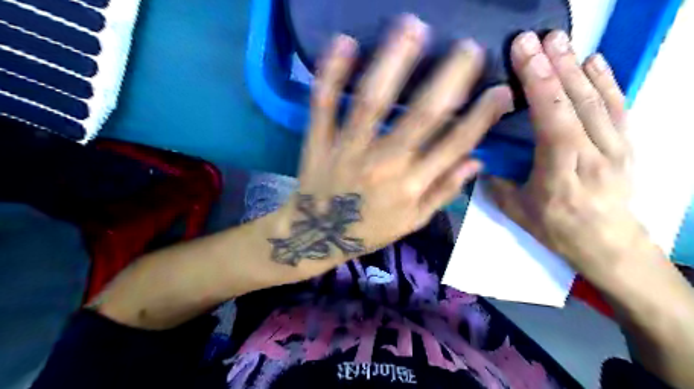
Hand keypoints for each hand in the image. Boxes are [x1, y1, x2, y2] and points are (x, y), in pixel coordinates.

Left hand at [269, 14, 510, 269]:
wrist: (316, 237)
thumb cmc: (368, 229)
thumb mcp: (412, 221)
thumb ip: (443, 191)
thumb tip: (477, 160)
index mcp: (410, 187)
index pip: (454, 146)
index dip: (482, 117)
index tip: (502, 90)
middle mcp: (383, 165)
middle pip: (420, 116)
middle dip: (449, 79)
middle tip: (469, 46)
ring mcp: (348, 150)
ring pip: (371, 103)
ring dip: (393, 63)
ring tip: (412, 27)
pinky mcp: (319, 143)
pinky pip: (323, 106)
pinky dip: (331, 75)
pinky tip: (343, 42)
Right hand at [487, 30, 660, 280]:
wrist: (609, 244)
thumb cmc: (558, 229)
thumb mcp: (518, 212)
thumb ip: (497, 183)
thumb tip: (481, 158)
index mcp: (561, 172)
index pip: (552, 120)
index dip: (538, 84)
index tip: (523, 53)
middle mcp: (592, 154)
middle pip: (574, 103)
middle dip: (553, 66)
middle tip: (535, 37)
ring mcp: (615, 146)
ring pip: (596, 99)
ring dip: (576, 66)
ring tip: (558, 40)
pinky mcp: (626, 143)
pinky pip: (617, 106)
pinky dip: (606, 80)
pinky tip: (594, 60)